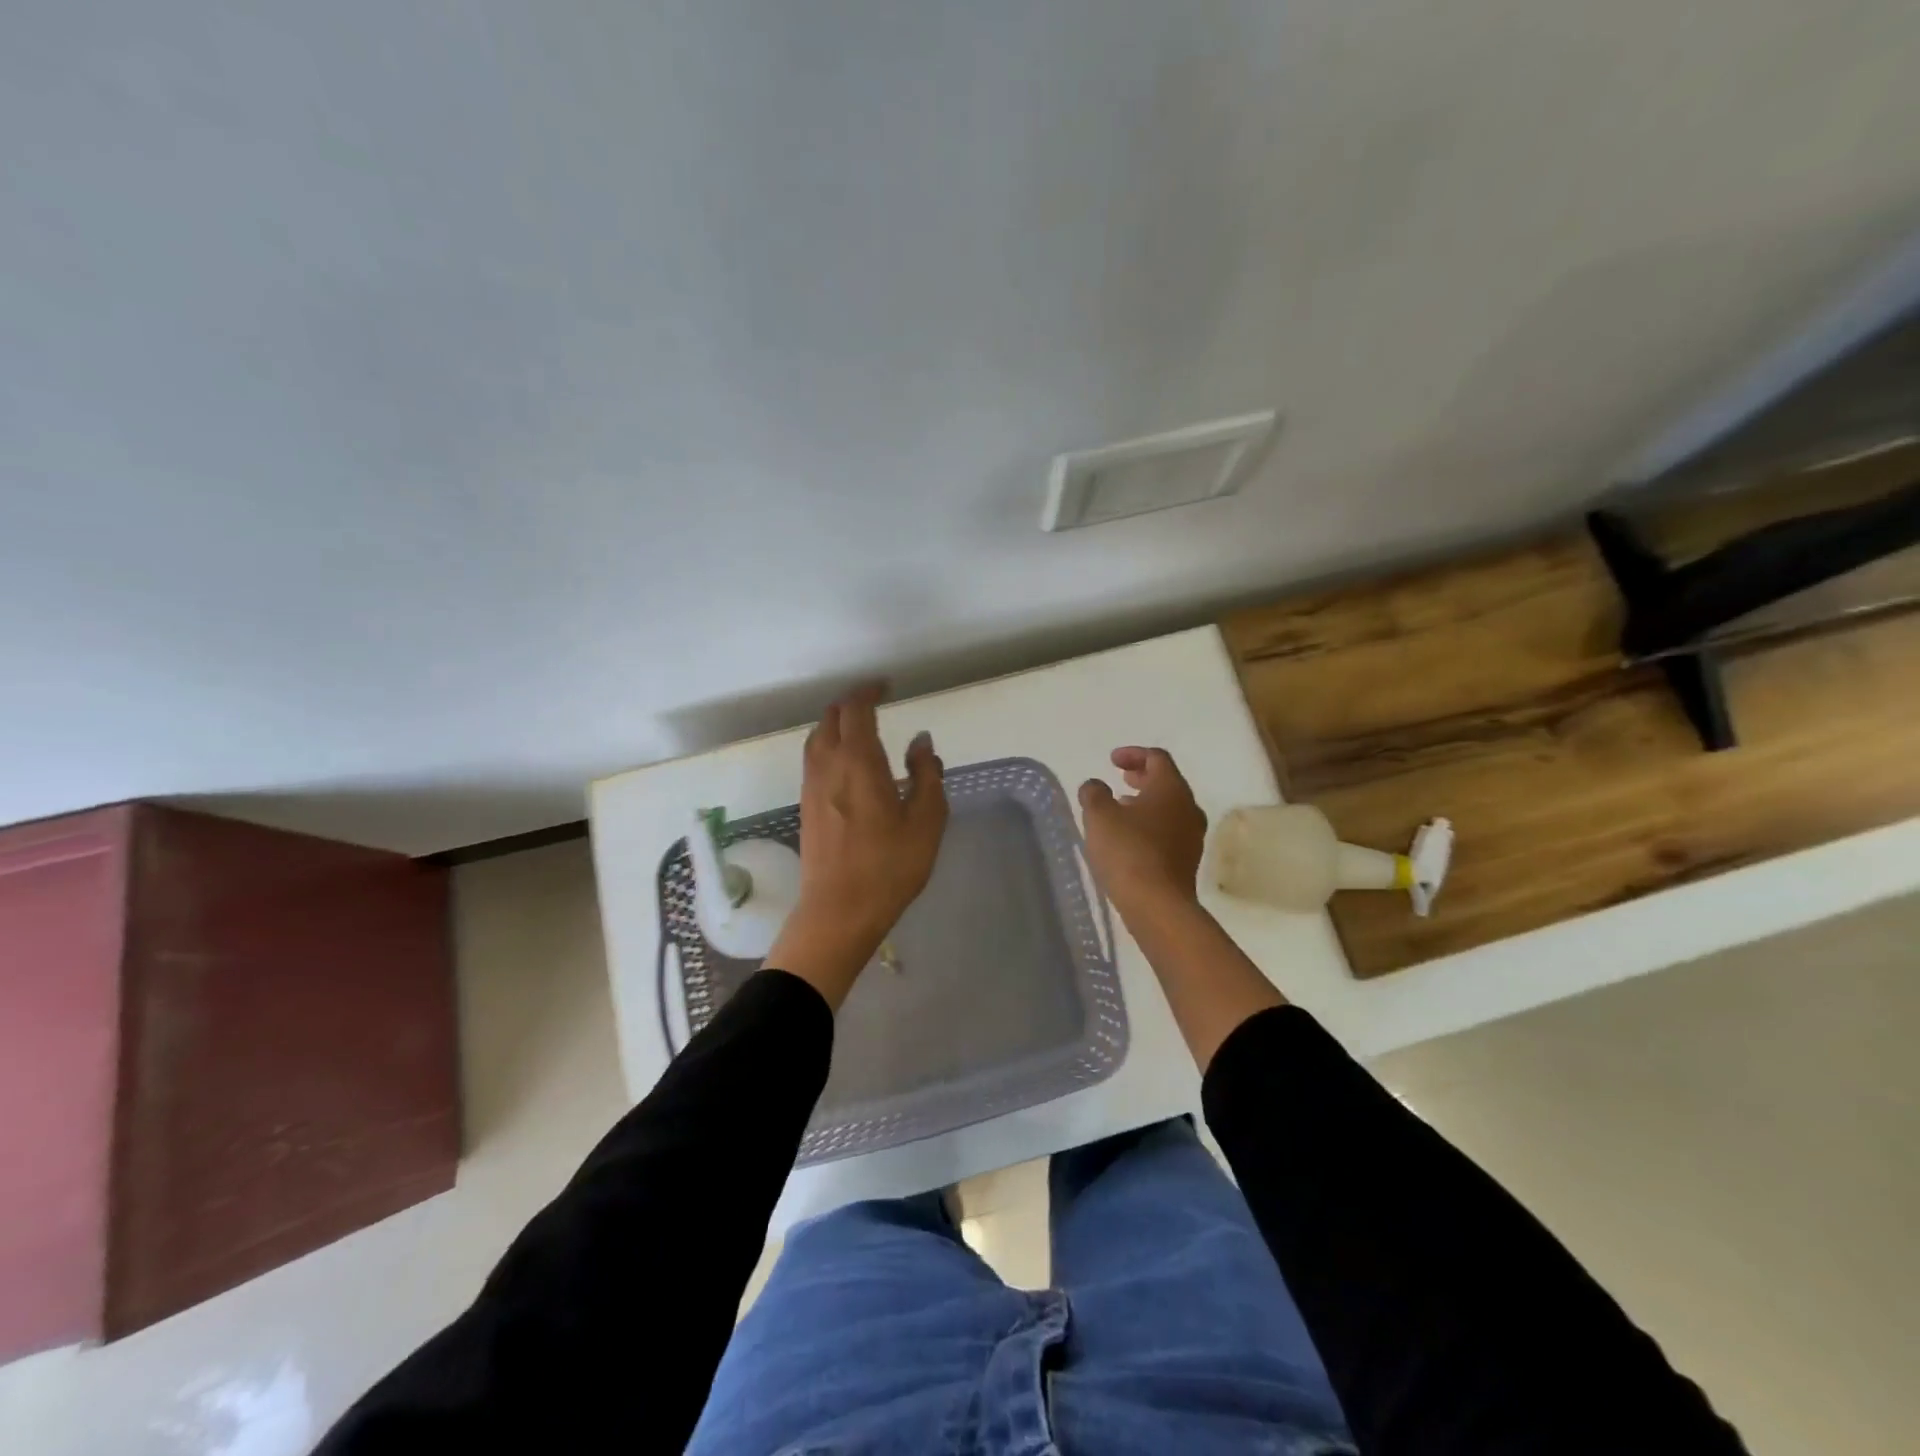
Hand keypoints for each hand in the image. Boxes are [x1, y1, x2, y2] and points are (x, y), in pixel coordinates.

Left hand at [766, 684, 947, 1006]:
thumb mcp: (926, 821)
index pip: (856, 709)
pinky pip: (814, 760)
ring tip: (860, 730)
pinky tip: (847, 765)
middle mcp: (827, 765)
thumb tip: (920, 741)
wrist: (839, 911)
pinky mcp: (805, 806)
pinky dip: (829, 746)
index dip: (869, 691)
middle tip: (875, 704)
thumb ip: (926, 774)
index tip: (886, 686)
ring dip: (836, 725)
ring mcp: (811, 786)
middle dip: (852, 704)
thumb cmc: (889, 866)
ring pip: (817, 738)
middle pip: (831, 718)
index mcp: (858, 761)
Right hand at [1078, 747, 1207, 917]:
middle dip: (1141, 777)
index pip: (1157, 758)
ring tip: (1121, 808)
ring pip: (1169, 808)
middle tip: (1120, 778)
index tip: (1112, 760)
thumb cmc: (1128, 851)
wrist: (1157, 905)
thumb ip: (1094, 793)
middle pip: (1167, 782)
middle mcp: (1188, 807)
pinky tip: (1130, 837)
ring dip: (1146, 802)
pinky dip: (1150, 824)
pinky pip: (1169, 830)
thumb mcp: (1099, 816)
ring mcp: (1192, 835)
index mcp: (1171, 789)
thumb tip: (1095, 785)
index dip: (1133, 754)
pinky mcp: (1187, 860)